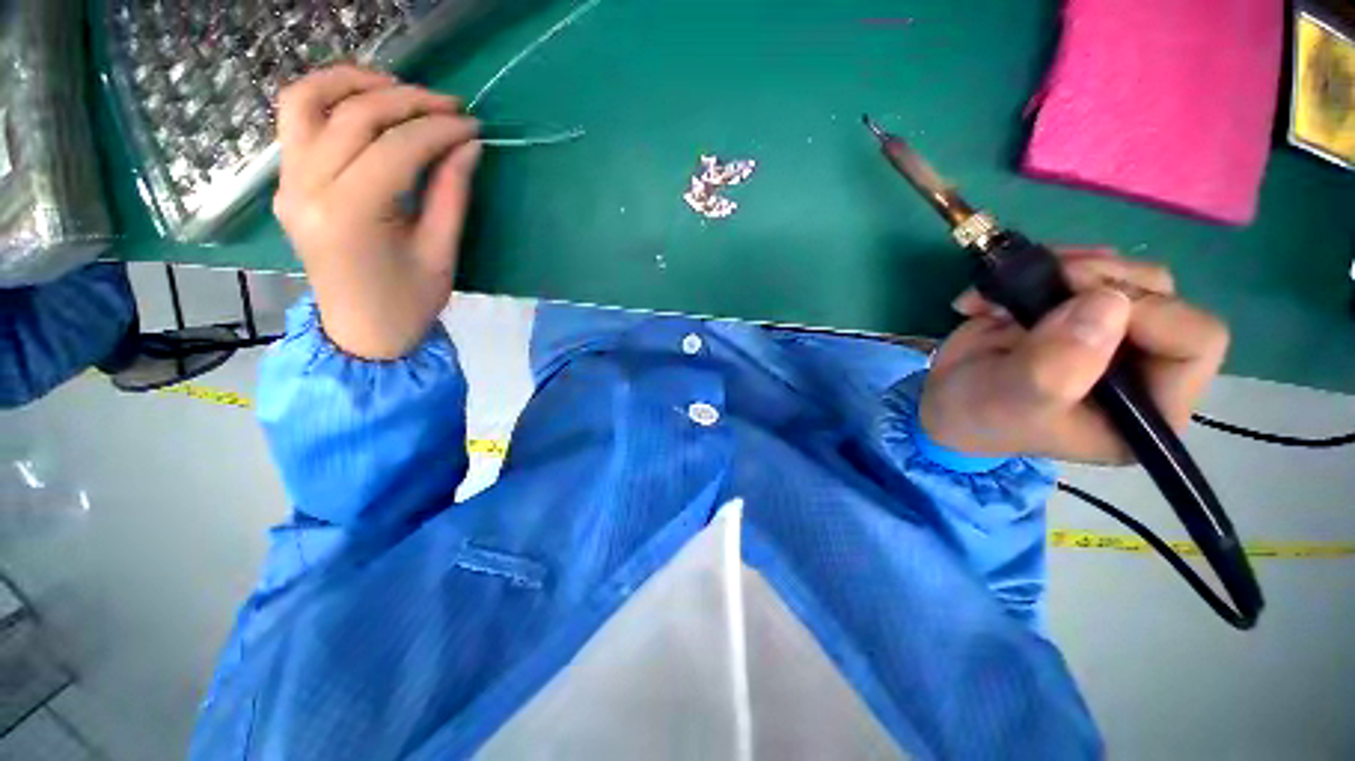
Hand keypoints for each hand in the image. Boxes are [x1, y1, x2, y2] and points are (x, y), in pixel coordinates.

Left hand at [273, 65, 481, 359]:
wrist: (361, 331)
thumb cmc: (409, 302)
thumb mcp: (441, 253)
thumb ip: (452, 194)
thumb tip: (468, 145)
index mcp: (351, 214)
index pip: (395, 147)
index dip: (438, 129)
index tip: (472, 125)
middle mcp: (307, 189)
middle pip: (353, 115)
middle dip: (407, 100)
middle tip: (448, 105)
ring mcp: (288, 183)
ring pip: (306, 101)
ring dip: (353, 82)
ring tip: (397, 88)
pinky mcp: (286, 183)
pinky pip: (295, 121)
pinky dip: (327, 98)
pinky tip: (363, 104)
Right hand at [920, 248, 1229, 463]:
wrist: (945, 401)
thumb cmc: (982, 415)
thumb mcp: (1015, 402)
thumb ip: (1058, 367)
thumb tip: (1109, 302)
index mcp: (1150, 404)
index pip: (1194, 341)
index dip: (1150, 311)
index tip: (1079, 303)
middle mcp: (1144, 363)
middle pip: (1161, 295)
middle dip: (1099, 279)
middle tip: (1044, 284)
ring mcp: (1112, 331)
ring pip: (1124, 273)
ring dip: (1065, 268)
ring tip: (1008, 289)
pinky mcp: (1077, 308)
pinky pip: (1083, 265)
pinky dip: (1040, 266)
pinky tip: (999, 292)